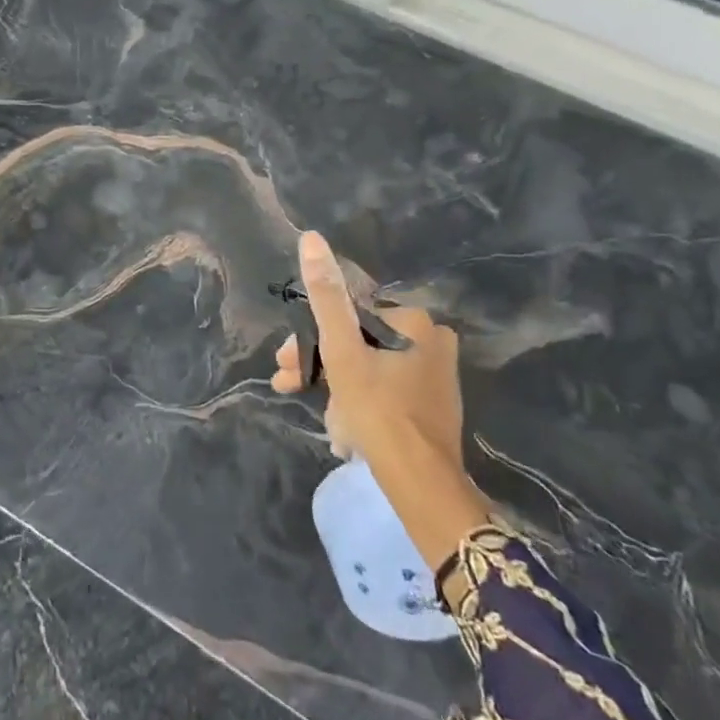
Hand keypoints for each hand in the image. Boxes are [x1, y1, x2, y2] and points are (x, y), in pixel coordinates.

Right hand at [271, 232, 463, 465]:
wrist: (421, 481)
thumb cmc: (377, 409)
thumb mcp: (341, 349)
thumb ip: (326, 295)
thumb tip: (311, 238)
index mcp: (413, 321)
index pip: (346, 317)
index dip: (310, 338)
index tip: (284, 363)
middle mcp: (431, 340)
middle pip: (357, 342)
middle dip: (318, 363)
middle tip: (287, 384)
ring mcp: (435, 374)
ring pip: (368, 368)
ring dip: (334, 386)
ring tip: (317, 415)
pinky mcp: (434, 404)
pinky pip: (385, 390)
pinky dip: (359, 401)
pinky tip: (343, 428)